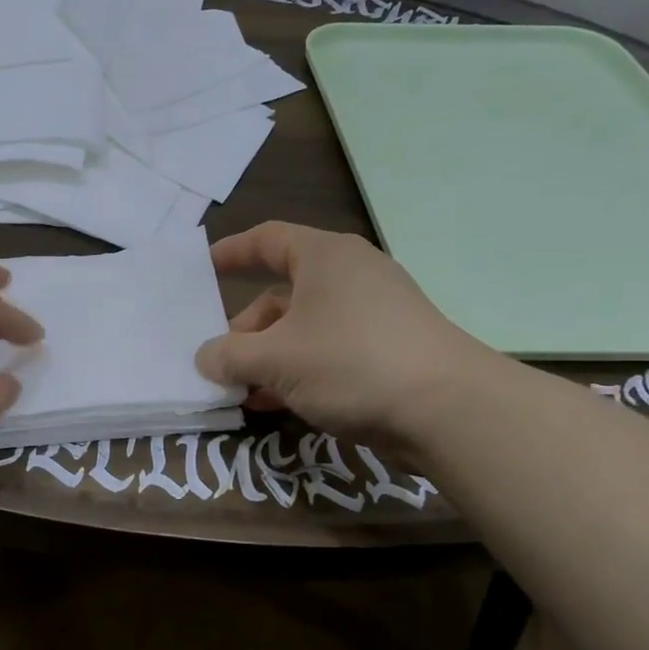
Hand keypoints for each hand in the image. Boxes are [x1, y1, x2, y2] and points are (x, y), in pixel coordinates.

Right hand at [195, 222, 504, 448]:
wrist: (447, 410)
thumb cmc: (350, 362)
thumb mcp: (276, 359)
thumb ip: (229, 356)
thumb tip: (205, 357)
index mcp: (324, 258)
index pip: (267, 239)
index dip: (231, 252)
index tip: (201, 269)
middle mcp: (349, 277)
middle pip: (280, 293)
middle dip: (245, 329)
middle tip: (219, 361)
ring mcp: (372, 314)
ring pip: (302, 328)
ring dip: (267, 357)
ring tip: (241, 390)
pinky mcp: (386, 350)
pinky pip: (327, 352)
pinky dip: (297, 371)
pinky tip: (274, 402)